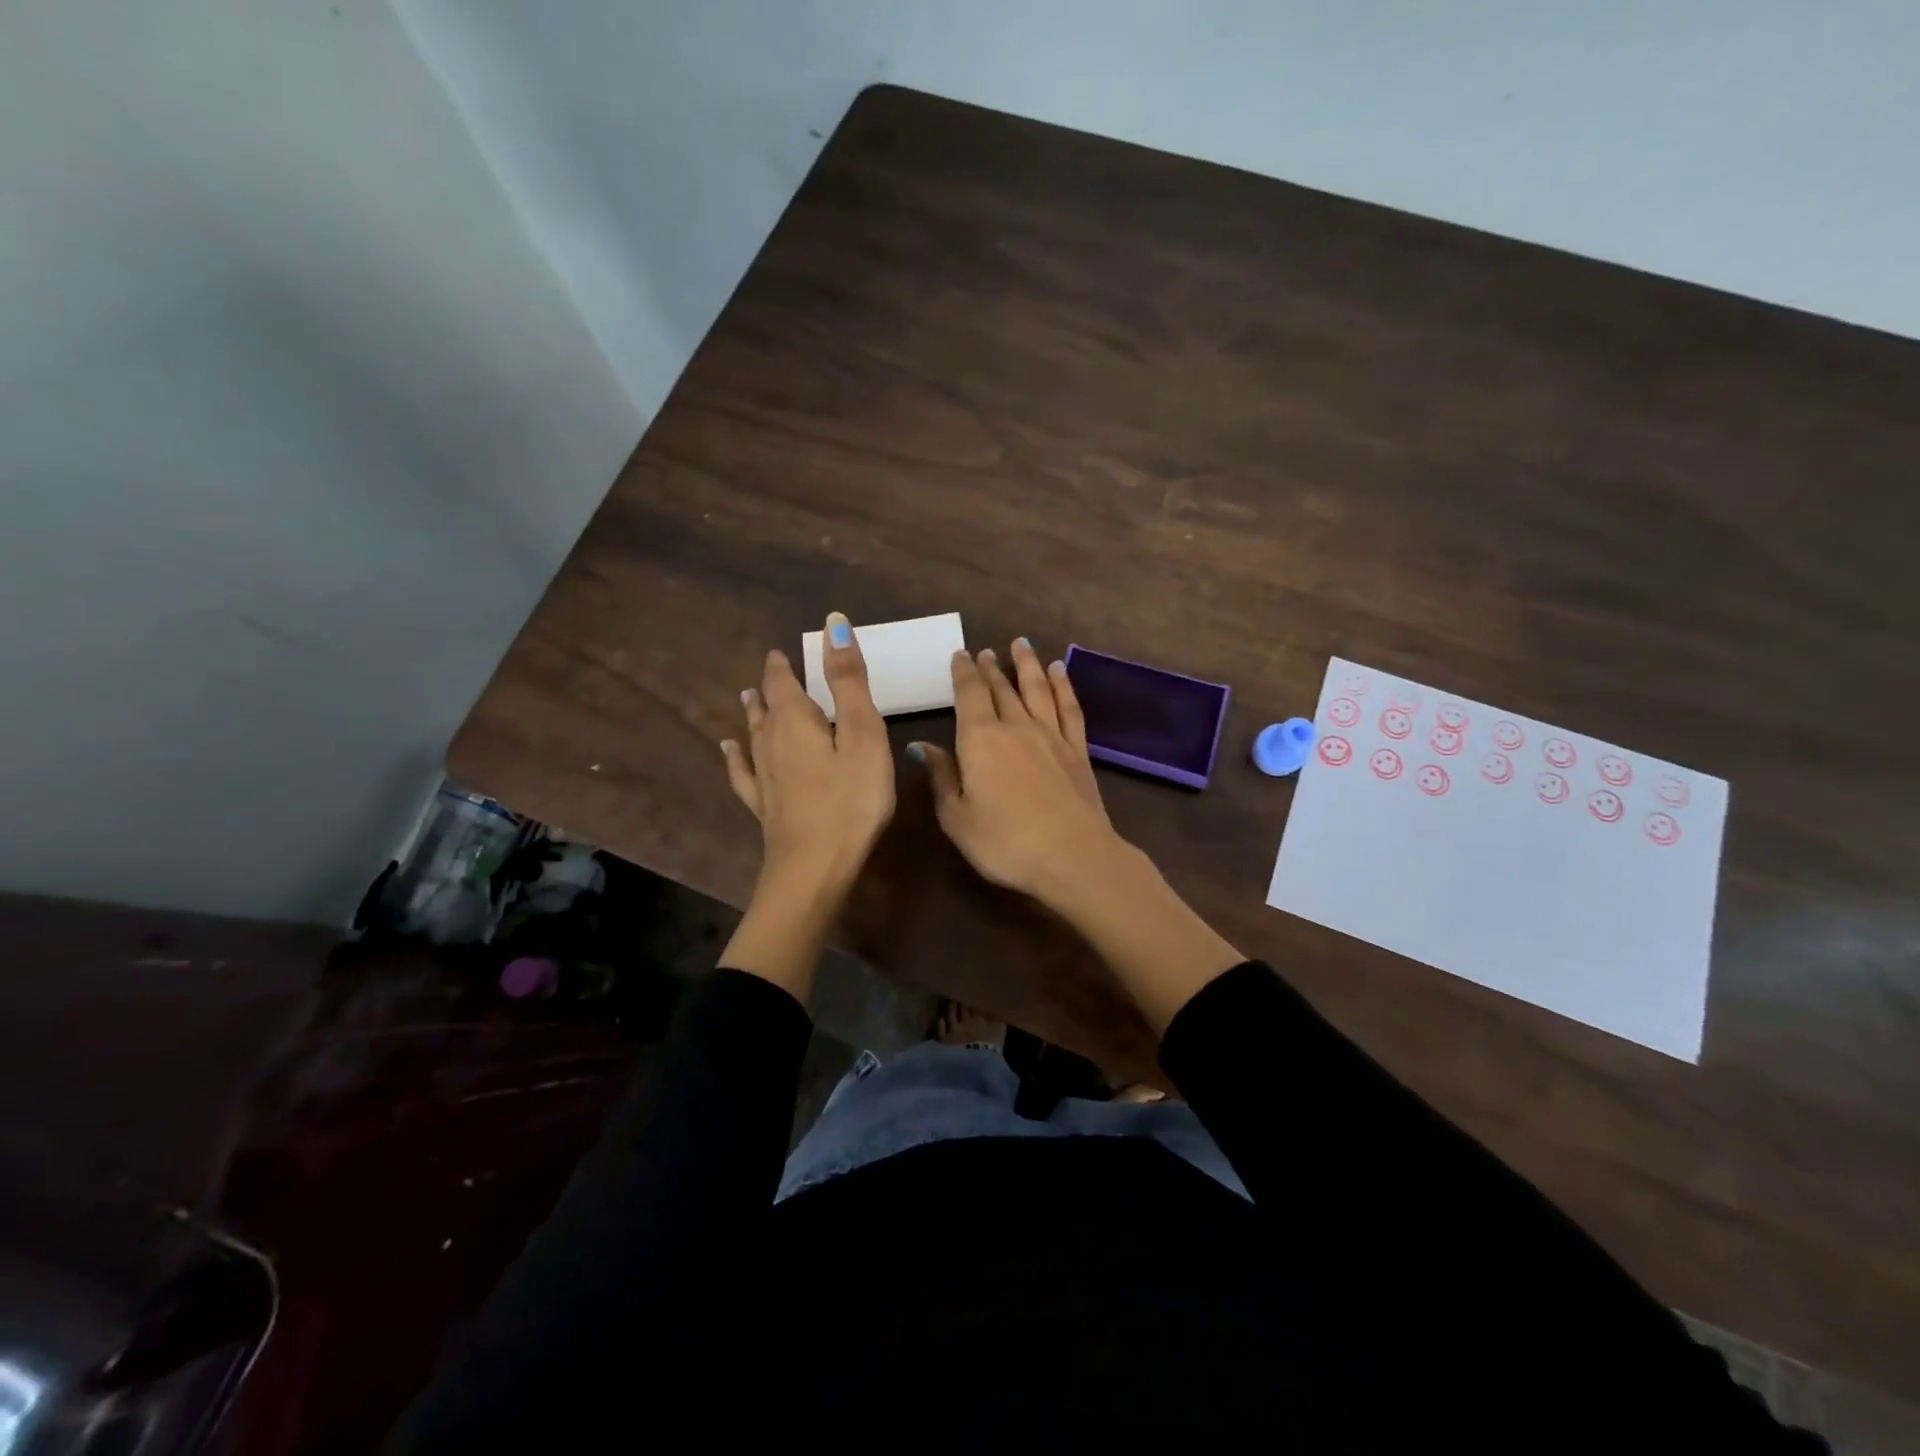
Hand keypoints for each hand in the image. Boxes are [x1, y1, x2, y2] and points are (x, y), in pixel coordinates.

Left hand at [722, 613, 894, 896]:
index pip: (783, 684)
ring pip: (754, 737)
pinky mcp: (765, 808)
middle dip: (770, 689)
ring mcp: (764, 779)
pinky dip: (736, 757)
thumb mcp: (862, 734)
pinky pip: (744, 773)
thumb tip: (832, 622)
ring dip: (753, 715)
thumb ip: (848, 680)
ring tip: (747, 698)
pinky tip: (729, 751)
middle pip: (767, 709)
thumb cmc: (851, 799)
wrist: (814, 869)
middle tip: (770, 672)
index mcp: (795, 722)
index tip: (781, 652)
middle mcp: (771, 744)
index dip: (783, 667)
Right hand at [910, 640, 1124, 908]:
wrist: (1072, 856)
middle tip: (984, 652)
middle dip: (990, 668)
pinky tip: (1059, 671)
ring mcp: (1051, 735)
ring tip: (1021, 644)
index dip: (963, 672)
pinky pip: (1069, 707)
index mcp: (980, 739)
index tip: (960, 655)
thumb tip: (922, 746)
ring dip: (1027, 664)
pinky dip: (1063, 685)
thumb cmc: (1005, 842)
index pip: (969, 694)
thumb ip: (941, 778)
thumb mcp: (957, 818)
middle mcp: (1015, 726)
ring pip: (1036, 689)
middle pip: (1001, 688)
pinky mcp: (1077, 750)